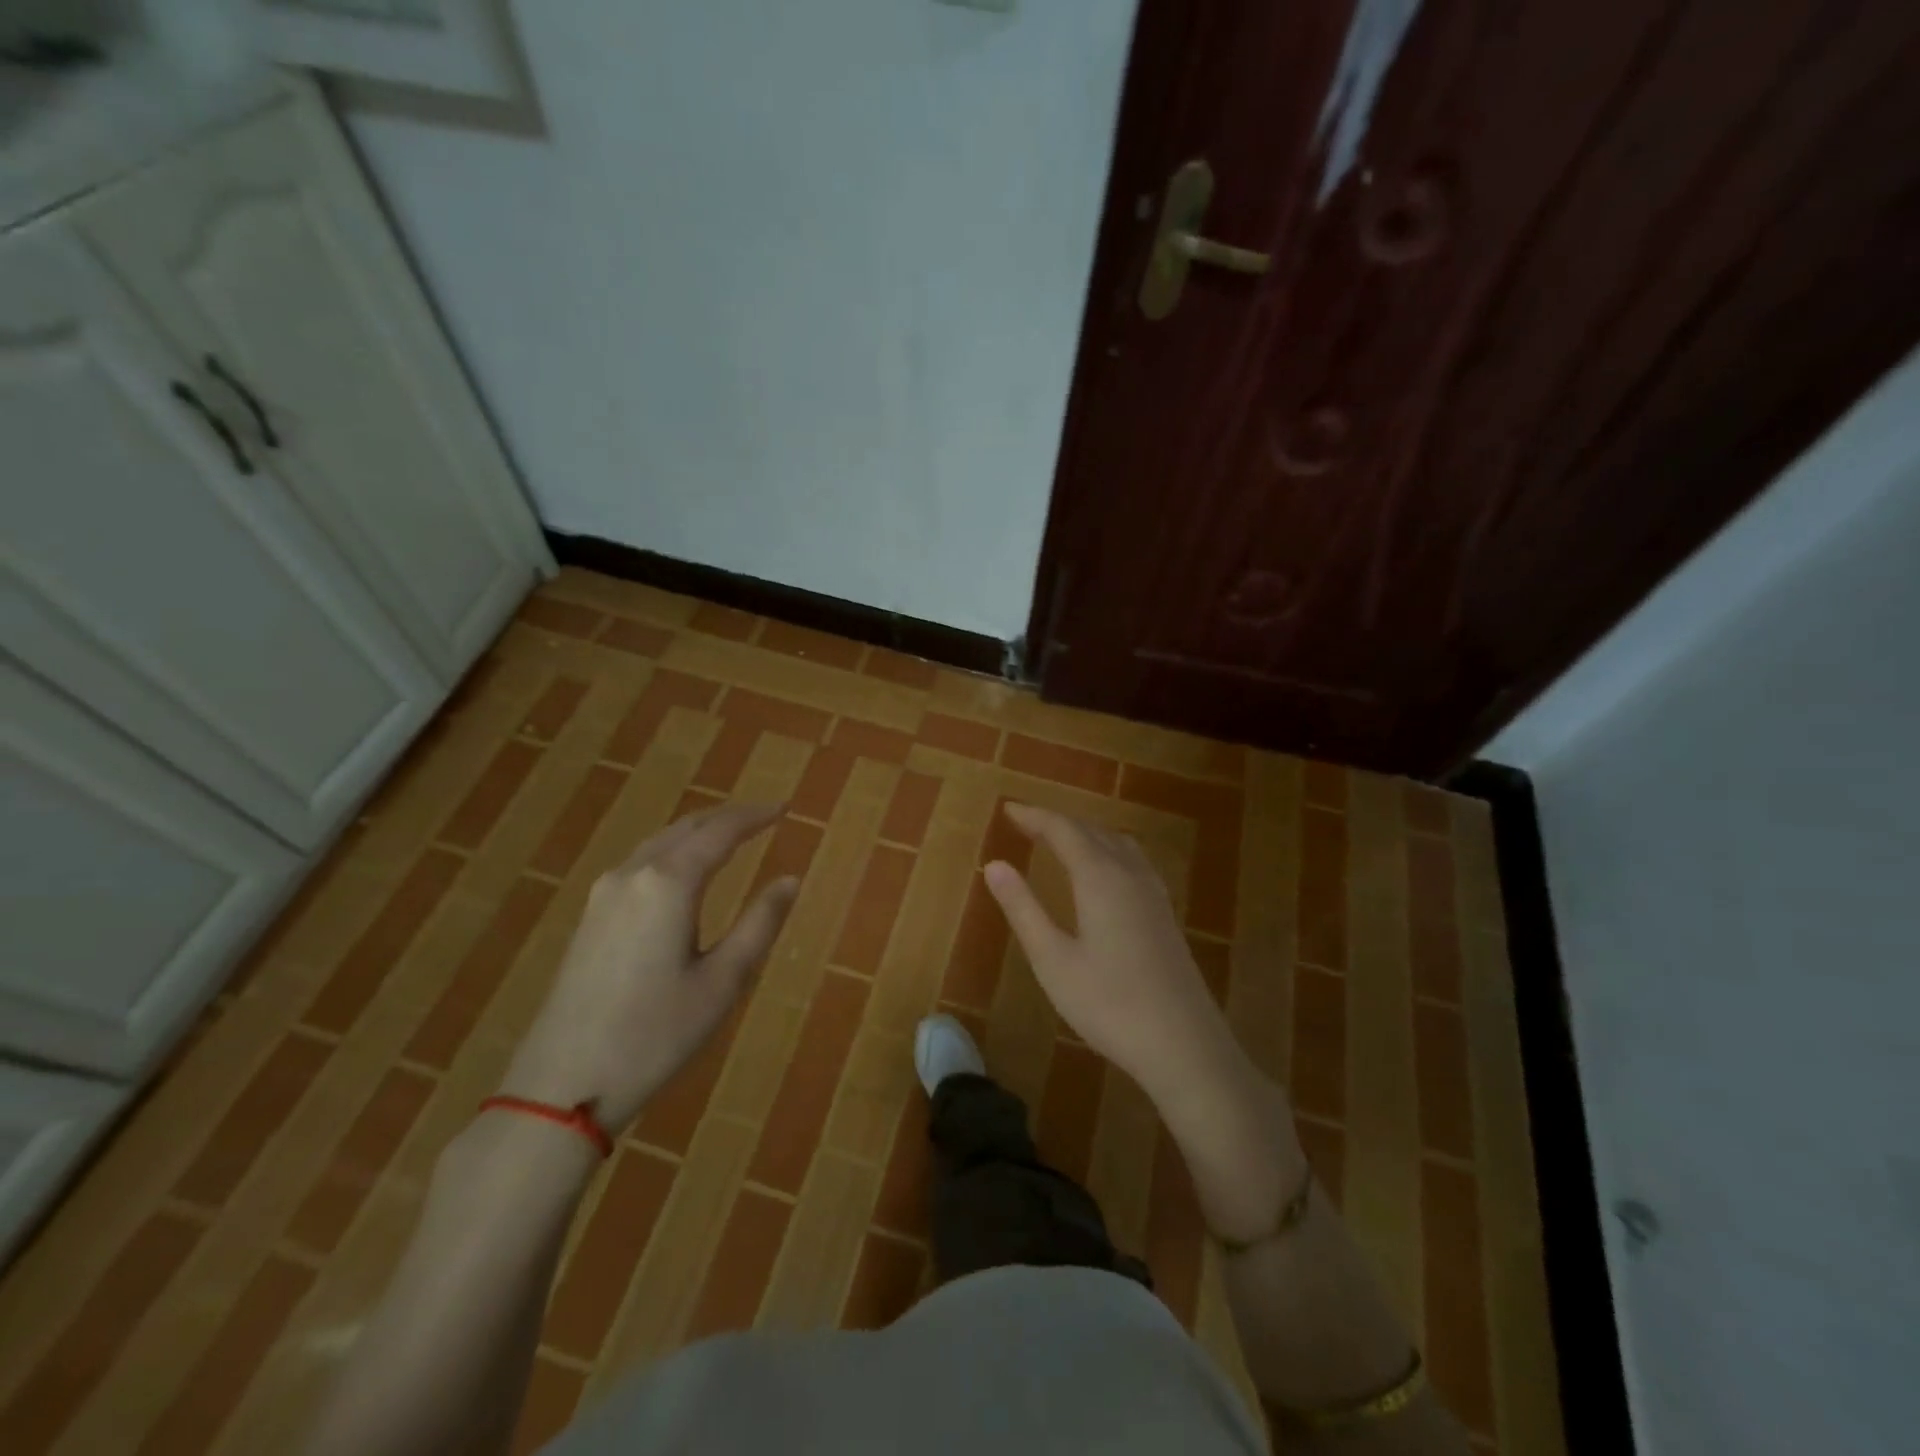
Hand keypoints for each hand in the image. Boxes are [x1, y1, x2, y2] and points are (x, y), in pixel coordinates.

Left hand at [497, 802, 797, 1132]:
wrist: (562, 1084)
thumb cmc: (656, 1034)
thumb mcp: (723, 981)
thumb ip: (760, 923)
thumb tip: (790, 880)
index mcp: (668, 884)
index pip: (720, 832)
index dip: (755, 816)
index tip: (785, 807)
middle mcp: (632, 875)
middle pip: (686, 828)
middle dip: (727, 817)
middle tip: (764, 817)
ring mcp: (603, 894)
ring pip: (659, 843)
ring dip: (699, 832)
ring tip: (732, 836)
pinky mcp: (590, 917)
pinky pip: (640, 864)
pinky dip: (674, 852)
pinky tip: (685, 871)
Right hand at [982, 803, 1233, 1098]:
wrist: (1184, 1045)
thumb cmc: (1109, 1004)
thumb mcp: (1053, 960)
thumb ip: (1023, 908)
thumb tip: (995, 864)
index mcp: (1100, 877)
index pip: (1063, 830)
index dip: (1034, 816)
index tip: (1008, 809)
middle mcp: (1130, 873)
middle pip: (1092, 831)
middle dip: (1057, 822)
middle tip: (1025, 822)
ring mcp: (1153, 893)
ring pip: (1117, 843)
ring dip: (1085, 833)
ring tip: (1059, 840)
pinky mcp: (1166, 913)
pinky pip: (1133, 860)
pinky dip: (1108, 849)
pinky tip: (1104, 872)